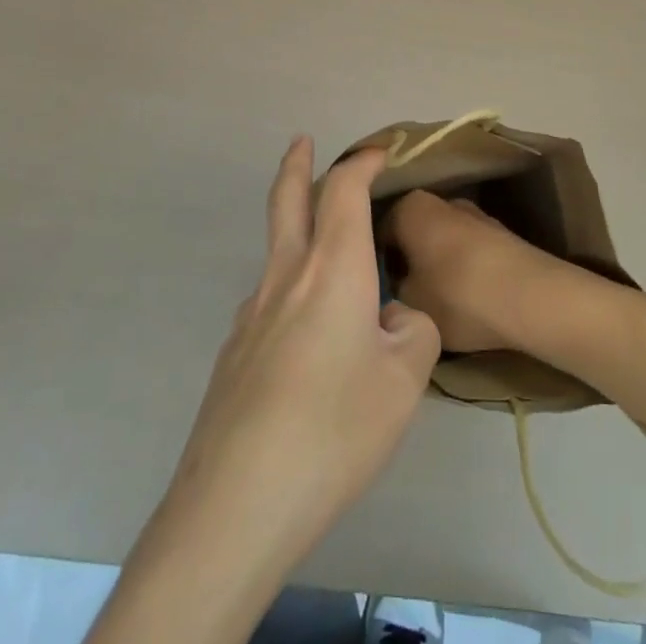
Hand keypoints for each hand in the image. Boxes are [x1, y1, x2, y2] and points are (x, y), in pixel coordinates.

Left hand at [90, 139, 441, 643]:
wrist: (237, 502)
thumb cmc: (334, 429)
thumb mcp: (406, 382)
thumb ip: (412, 332)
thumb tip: (389, 318)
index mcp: (333, 268)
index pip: (344, 190)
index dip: (362, 162)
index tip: (379, 152)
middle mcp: (286, 275)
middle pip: (287, 200)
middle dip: (298, 164)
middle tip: (302, 142)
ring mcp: (251, 313)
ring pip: (278, 253)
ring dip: (299, 235)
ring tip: (339, 280)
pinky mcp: (233, 352)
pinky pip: (271, 304)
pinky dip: (295, 297)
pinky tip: (310, 352)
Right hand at [382, 189, 561, 353]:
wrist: (530, 297)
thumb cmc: (457, 295)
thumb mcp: (408, 302)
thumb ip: (392, 290)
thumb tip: (394, 286)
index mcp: (410, 207)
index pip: (377, 229)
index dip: (372, 261)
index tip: (373, 289)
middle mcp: (441, 200)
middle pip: (411, 232)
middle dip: (405, 259)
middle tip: (399, 298)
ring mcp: (474, 215)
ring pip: (440, 241)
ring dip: (435, 264)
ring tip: (433, 303)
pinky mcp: (500, 234)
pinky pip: (467, 251)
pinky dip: (461, 270)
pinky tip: (464, 299)